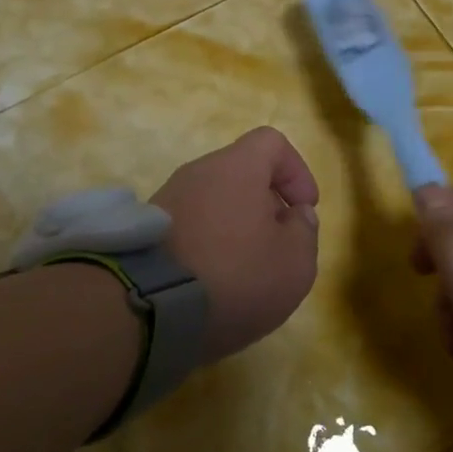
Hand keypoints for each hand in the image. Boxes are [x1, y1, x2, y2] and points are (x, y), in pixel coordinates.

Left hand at [152, 127, 320, 363]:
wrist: (147, 309)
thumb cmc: (234, 276)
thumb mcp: (294, 263)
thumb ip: (305, 232)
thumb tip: (296, 215)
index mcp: (237, 167)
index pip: (272, 142)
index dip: (296, 171)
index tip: (304, 209)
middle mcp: (198, 172)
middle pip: (242, 173)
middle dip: (266, 205)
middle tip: (278, 246)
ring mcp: (167, 200)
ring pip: (215, 201)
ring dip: (237, 227)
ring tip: (246, 271)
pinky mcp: (147, 231)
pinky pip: (191, 225)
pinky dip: (209, 244)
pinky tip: (214, 282)